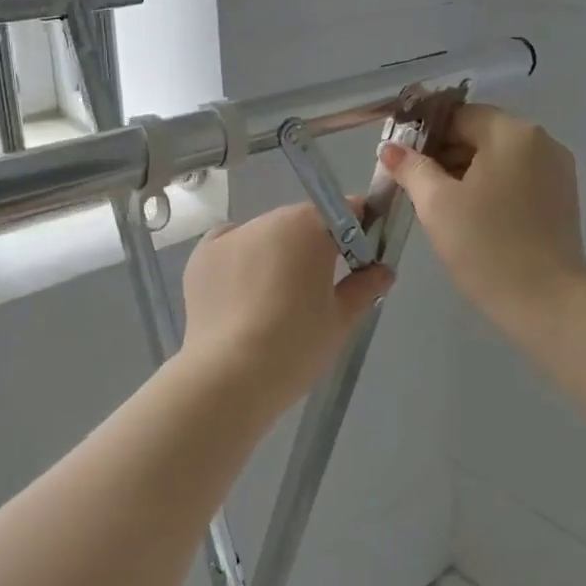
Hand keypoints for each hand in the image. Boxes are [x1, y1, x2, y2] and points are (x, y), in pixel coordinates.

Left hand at [179, 204, 392, 405]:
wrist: (228, 376)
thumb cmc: (296, 346)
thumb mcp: (341, 319)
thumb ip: (365, 287)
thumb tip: (383, 270)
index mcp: (309, 227)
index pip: (343, 210)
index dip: (357, 228)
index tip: (359, 256)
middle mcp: (269, 220)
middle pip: (302, 221)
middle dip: (314, 244)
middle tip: (317, 286)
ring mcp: (231, 235)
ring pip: (265, 234)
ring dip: (276, 251)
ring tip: (274, 297)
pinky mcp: (202, 255)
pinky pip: (231, 245)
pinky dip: (241, 258)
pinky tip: (244, 291)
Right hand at [380, 105, 585, 339]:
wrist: (547, 303)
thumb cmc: (487, 247)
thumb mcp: (437, 204)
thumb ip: (411, 168)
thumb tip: (391, 148)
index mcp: (513, 133)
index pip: (459, 116)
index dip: (425, 135)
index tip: (401, 162)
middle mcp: (541, 142)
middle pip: (481, 134)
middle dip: (444, 154)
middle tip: (413, 187)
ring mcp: (557, 171)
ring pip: (499, 158)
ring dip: (465, 172)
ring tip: (439, 206)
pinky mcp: (562, 199)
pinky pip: (517, 179)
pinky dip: (490, 188)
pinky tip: (471, 217)